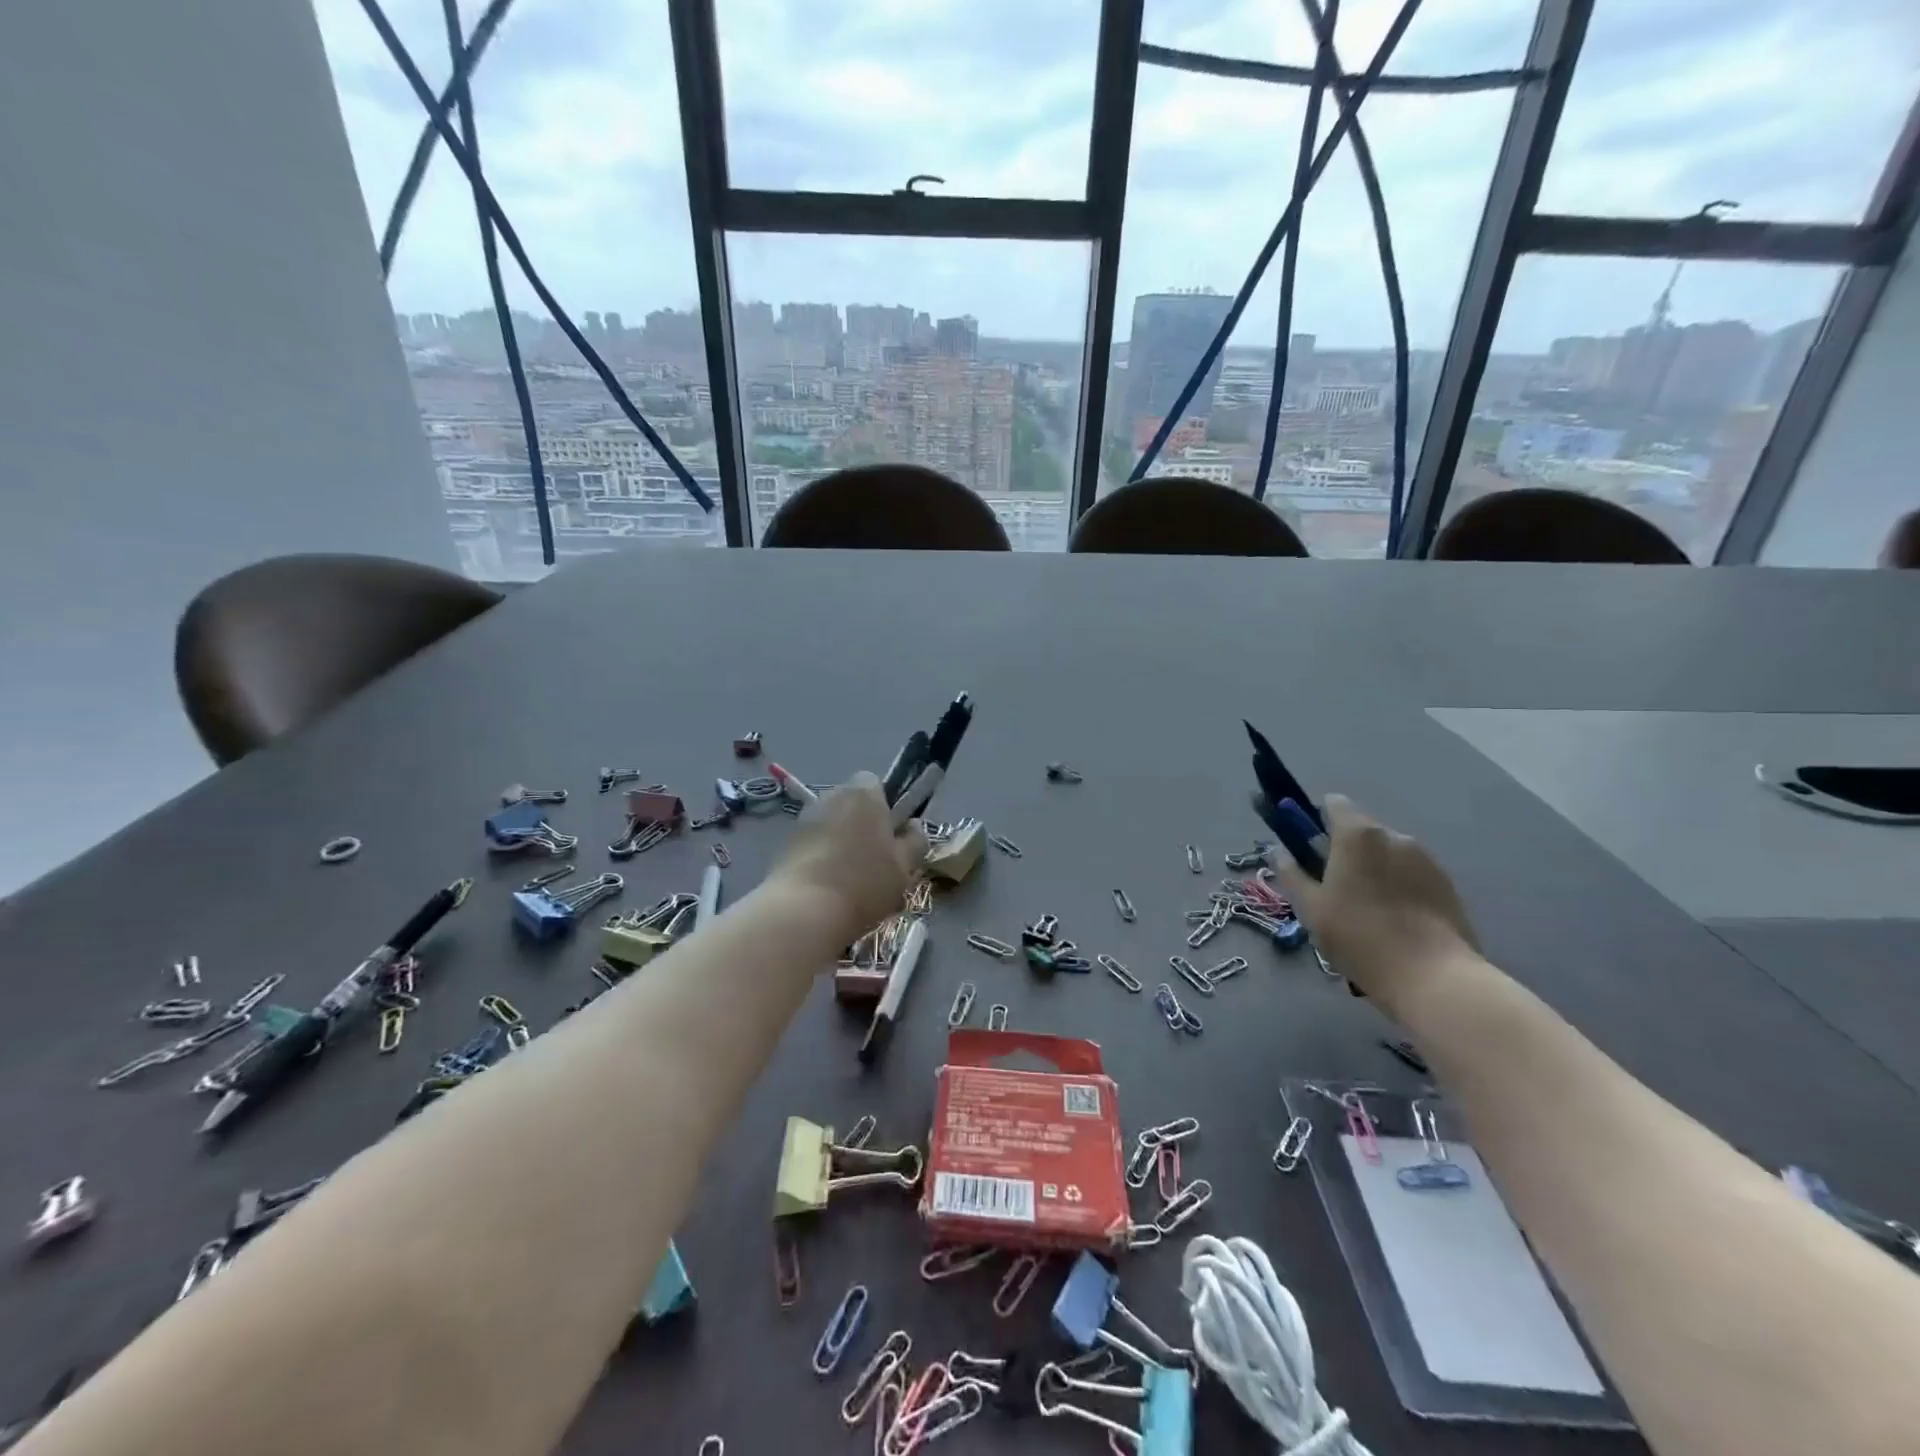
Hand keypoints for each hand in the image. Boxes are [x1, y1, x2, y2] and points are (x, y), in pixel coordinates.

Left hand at [772, 772, 927, 938]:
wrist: (805, 911)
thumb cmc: (865, 882)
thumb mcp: (904, 867)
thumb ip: (914, 842)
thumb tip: (914, 827)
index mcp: (863, 794)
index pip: (875, 782)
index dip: (885, 805)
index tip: (892, 834)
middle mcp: (831, 796)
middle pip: (851, 803)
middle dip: (862, 823)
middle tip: (876, 859)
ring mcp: (804, 819)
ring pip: (831, 824)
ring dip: (841, 841)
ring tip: (851, 878)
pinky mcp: (786, 844)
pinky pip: (813, 843)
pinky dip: (821, 856)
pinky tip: (829, 886)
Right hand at [1270, 794, 1479, 1008]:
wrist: (1433, 977)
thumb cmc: (1359, 936)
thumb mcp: (1310, 907)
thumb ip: (1291, 873)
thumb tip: (1279, 852)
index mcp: (1357, 835)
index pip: (1334, 803)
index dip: (1317, 821)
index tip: (1310, 851)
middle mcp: (1394, 835)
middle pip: (1361, 830)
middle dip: (1345, 850)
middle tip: (1334, 889)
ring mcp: (1426, 859)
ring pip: (1388, 853)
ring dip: (1374, 869)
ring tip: (1368, 911)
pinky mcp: (1447, 884)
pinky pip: (1411, 873)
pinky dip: (1399, 886)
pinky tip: (1395, 921)